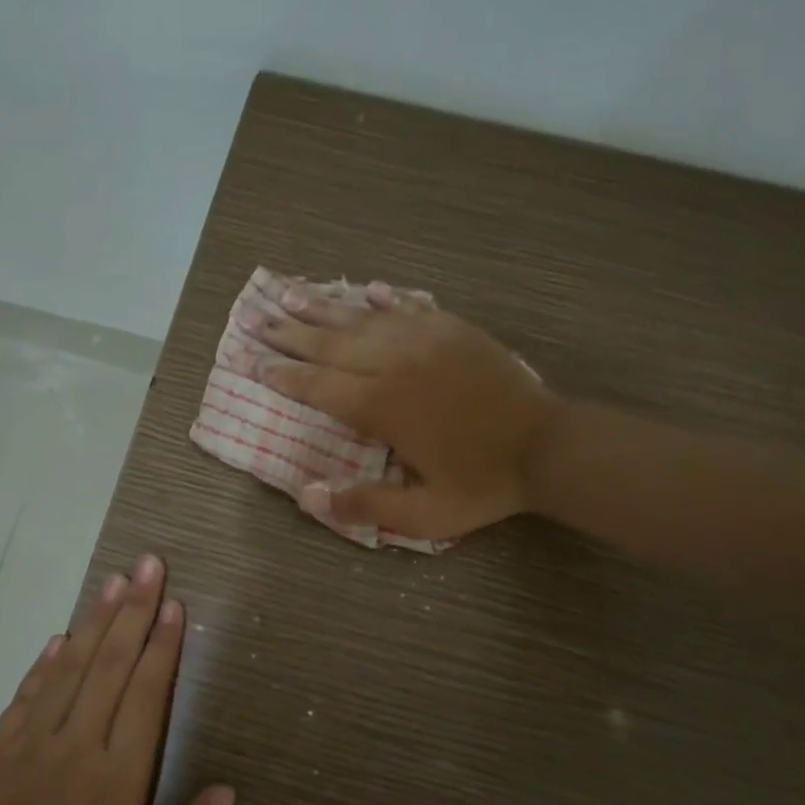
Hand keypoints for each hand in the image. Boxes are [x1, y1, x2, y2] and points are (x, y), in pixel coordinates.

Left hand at [0, 554, 233, 804]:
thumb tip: (227, 791)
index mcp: (118, 778)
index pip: (146, 694)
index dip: (162, 645)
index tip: (174, 604)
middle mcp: (79, 745)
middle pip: (112, 664)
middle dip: (134, 610)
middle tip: (149, 565)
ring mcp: (34, 742)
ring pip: (73, 667)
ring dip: (96, 621)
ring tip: (115, 581)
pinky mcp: (0, 749)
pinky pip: (30, 693)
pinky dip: (48, 661)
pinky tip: (63, 637)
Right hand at [244, 281, 558, 540]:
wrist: (548, 446)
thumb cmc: (483, 483)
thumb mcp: (425, 515)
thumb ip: (366, 505)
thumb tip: (307, 496)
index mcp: (383, 407)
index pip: (320, 386)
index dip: (285, 376)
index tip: (256, 364)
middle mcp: (395, 364)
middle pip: (332, 344)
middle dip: (291, 334)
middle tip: (258, 320)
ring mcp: (425, 339)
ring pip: (363, 318)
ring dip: (325, 308)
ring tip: (292, 294)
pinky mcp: (453, 329)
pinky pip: (409, 306)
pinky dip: (383, 299)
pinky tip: (367, 290)